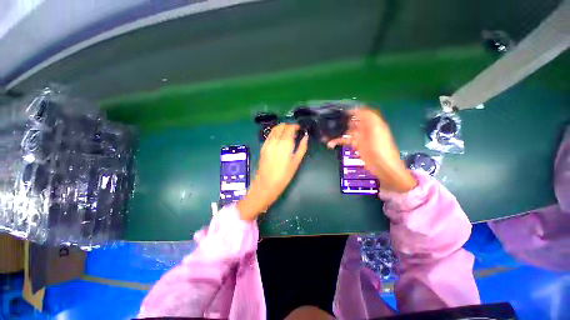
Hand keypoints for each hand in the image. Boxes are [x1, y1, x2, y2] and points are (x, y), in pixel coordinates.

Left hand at [238, 124, 308, 219]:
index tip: (299, 128)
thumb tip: (306, 137)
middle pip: (281, 127)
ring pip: (274, 129)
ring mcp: (267, 144)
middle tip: (294, 130)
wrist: (266, 184)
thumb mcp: (296, 163)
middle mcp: (275, 141)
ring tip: (287, 132)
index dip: (295, 126)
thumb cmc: (284, 176)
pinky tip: (278, 137)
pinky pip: (269, 135)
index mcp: (285, 145)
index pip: (289, 129)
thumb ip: (302, 148)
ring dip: (281, 127)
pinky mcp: (262, 147)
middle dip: (288, 126)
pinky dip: (275, 132)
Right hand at [328, 107, 416, 192]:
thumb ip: (367, 116)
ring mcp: (360, 137)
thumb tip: (355, 108)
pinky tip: (330, 144)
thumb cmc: (381, 146)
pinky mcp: (356, 145)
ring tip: (326, 133)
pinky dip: (337, 141)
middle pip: (352, 120)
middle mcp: (365, 127)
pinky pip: (345, 141)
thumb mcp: (376, 128)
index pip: (360, 112)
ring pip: (347, 130)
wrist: (383, 165)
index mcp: (372, 122)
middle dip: (342, 120)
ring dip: (337, 131)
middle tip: (329, 120)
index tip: (338, 110)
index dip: (350, 110)